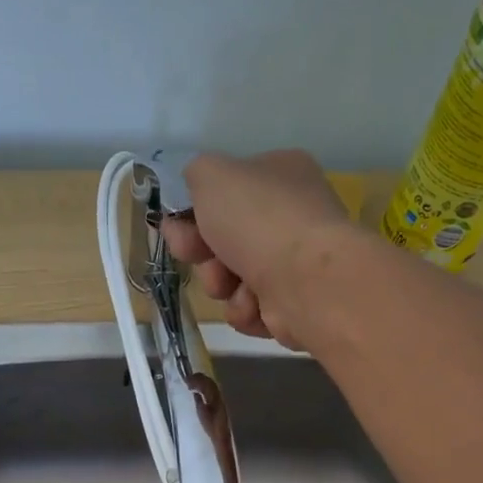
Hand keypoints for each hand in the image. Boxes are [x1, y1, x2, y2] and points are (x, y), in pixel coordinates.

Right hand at [162, 149, 355, 347]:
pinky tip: (255, 304)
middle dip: (202, 253)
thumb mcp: (211, 174)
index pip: (226, 191)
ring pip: (231, 277)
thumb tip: (197, 193)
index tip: (177, 225)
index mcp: (280, 173)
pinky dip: (245, 309)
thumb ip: (196, 174)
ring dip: (220, 283)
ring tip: (232, 284)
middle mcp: (291, 215)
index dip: (193, 210)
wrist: (305, 280)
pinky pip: (249, 308)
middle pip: (223, 238)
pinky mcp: (294, 303)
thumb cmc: (258, 219)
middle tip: (197, 255)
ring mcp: (295, 262)